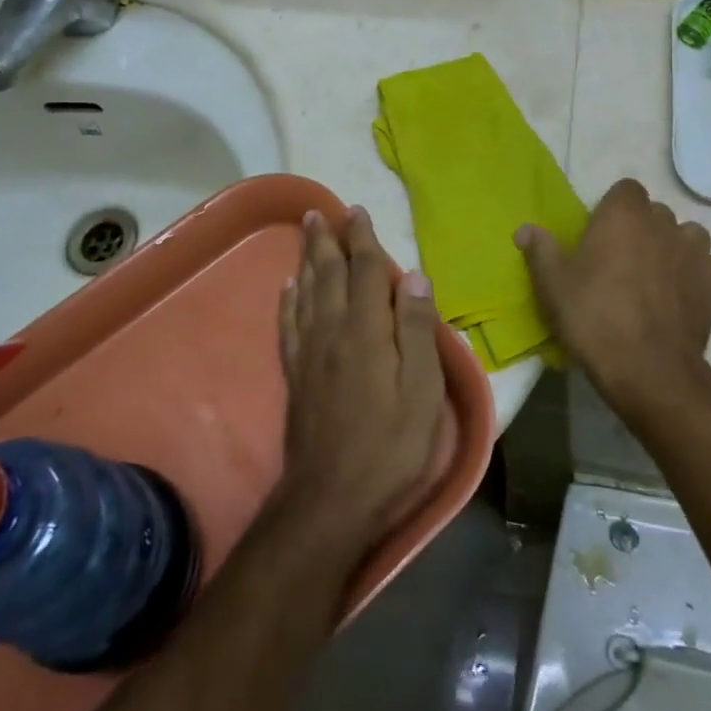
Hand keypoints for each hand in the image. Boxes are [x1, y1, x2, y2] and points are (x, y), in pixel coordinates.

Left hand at [276, 208, 445, 555]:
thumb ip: (418, 331)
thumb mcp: (422, 392)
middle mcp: (332, 330)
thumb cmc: (389, 446)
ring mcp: (309, 352)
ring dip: (306, 259)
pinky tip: (288, 288)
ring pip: (306, 291)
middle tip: (321, 212)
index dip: (362, 239)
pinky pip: (289, 323)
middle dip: (327, 240)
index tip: (357, 212)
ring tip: (304, 234)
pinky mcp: (295, 374)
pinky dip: (289, 299)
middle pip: (329, 273)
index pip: (365, 270)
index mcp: (367, 330)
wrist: (330, 499)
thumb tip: (415, 276)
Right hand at [516, 179, 710, 423]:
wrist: (648, 369)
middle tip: (622, 260)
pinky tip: (689, 292)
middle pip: (656, 212)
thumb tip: (525, 229)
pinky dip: (706, 274)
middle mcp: (664, 223)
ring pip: (690, 235)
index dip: (614, 208)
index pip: (626, 189)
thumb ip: (540, 250)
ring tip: (658, 274)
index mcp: (623, 214)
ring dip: (676, 247)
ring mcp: (696, 253)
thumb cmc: (593, 317)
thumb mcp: (553, 284)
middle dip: (643, 228)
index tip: (600, 234)